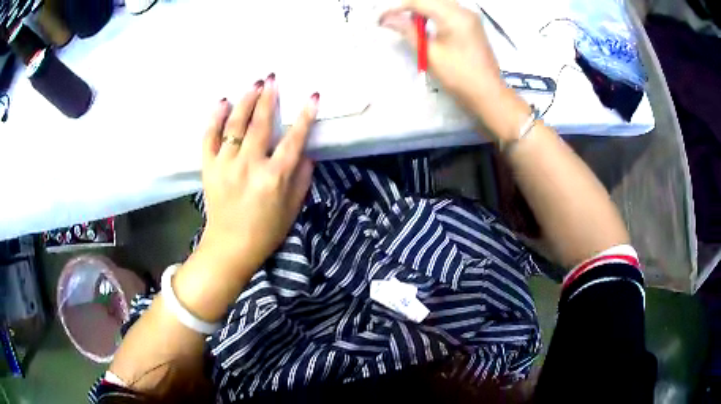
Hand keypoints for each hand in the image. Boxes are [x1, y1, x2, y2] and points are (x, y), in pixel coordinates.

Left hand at [199, 75, 318, 271]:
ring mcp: (225, 164)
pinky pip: (209, 137)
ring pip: (235, 125)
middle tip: (273, 79)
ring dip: (245, 101)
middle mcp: (249, 165)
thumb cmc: (266, 231)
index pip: (294, 140)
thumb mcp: (292, 208)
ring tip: (253, 84)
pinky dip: (215, 118)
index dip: (305, 116)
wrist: (230, 247)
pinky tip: (222, 103)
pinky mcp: (209, 167)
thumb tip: (307, 152)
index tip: (313, 96)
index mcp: (274, 177)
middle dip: (269, 98)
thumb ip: (302, 178)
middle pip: (260, 124)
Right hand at [380, 0, 528, 141]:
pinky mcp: (472, 24)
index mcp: (453, 16)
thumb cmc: (458, 76)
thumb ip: (408, 31)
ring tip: (408, 23)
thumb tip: (387, 19)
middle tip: (393, 19)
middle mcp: (464, 10)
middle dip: (409, 6)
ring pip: (440, 3)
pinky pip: (449, 10)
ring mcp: (470, 17)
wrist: (488, 93)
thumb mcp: (430, 54)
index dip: (397, 7)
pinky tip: (426, 24)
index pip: (419, 2)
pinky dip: (434, 13)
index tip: (382, 18)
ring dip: (422, 9)